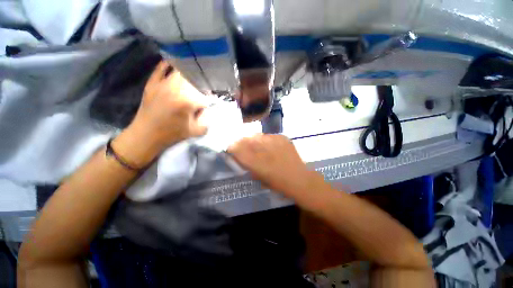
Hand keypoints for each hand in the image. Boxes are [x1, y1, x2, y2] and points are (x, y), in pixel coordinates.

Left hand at [130, 61, 207, 145]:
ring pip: (180, 71)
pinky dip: (169, 65)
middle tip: (204, 88)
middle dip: (202, 83)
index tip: (212, 100)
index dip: (211, 97)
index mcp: (187, 101)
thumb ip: (208, 119)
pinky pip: (161, 68)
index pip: (205, 95)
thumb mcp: (196, 131)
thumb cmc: (173, 134)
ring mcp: (162, 84)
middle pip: (194, 78)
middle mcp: (175, 89)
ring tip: (195, 74)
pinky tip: (175, 64)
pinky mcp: (152, 83)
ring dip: (189, 72)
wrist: (146, 135)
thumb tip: (210, 107)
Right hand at [227, 134, 318, 195]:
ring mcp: (273, 141)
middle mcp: (262, 148)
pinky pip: (269, 136)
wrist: (299, 179)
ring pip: (257, 136)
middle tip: (244, 146)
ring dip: (255, 141)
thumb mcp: (258, 176)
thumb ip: (247, 164)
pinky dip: (267, 141)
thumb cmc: (277, 183)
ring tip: (259, 147)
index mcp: (254, 161)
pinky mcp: (282, 137)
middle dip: (242, 142)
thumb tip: (239, 154)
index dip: (232, 147)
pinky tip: (271, 147)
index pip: (235, 148)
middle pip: (245, 139)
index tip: (232, 149)